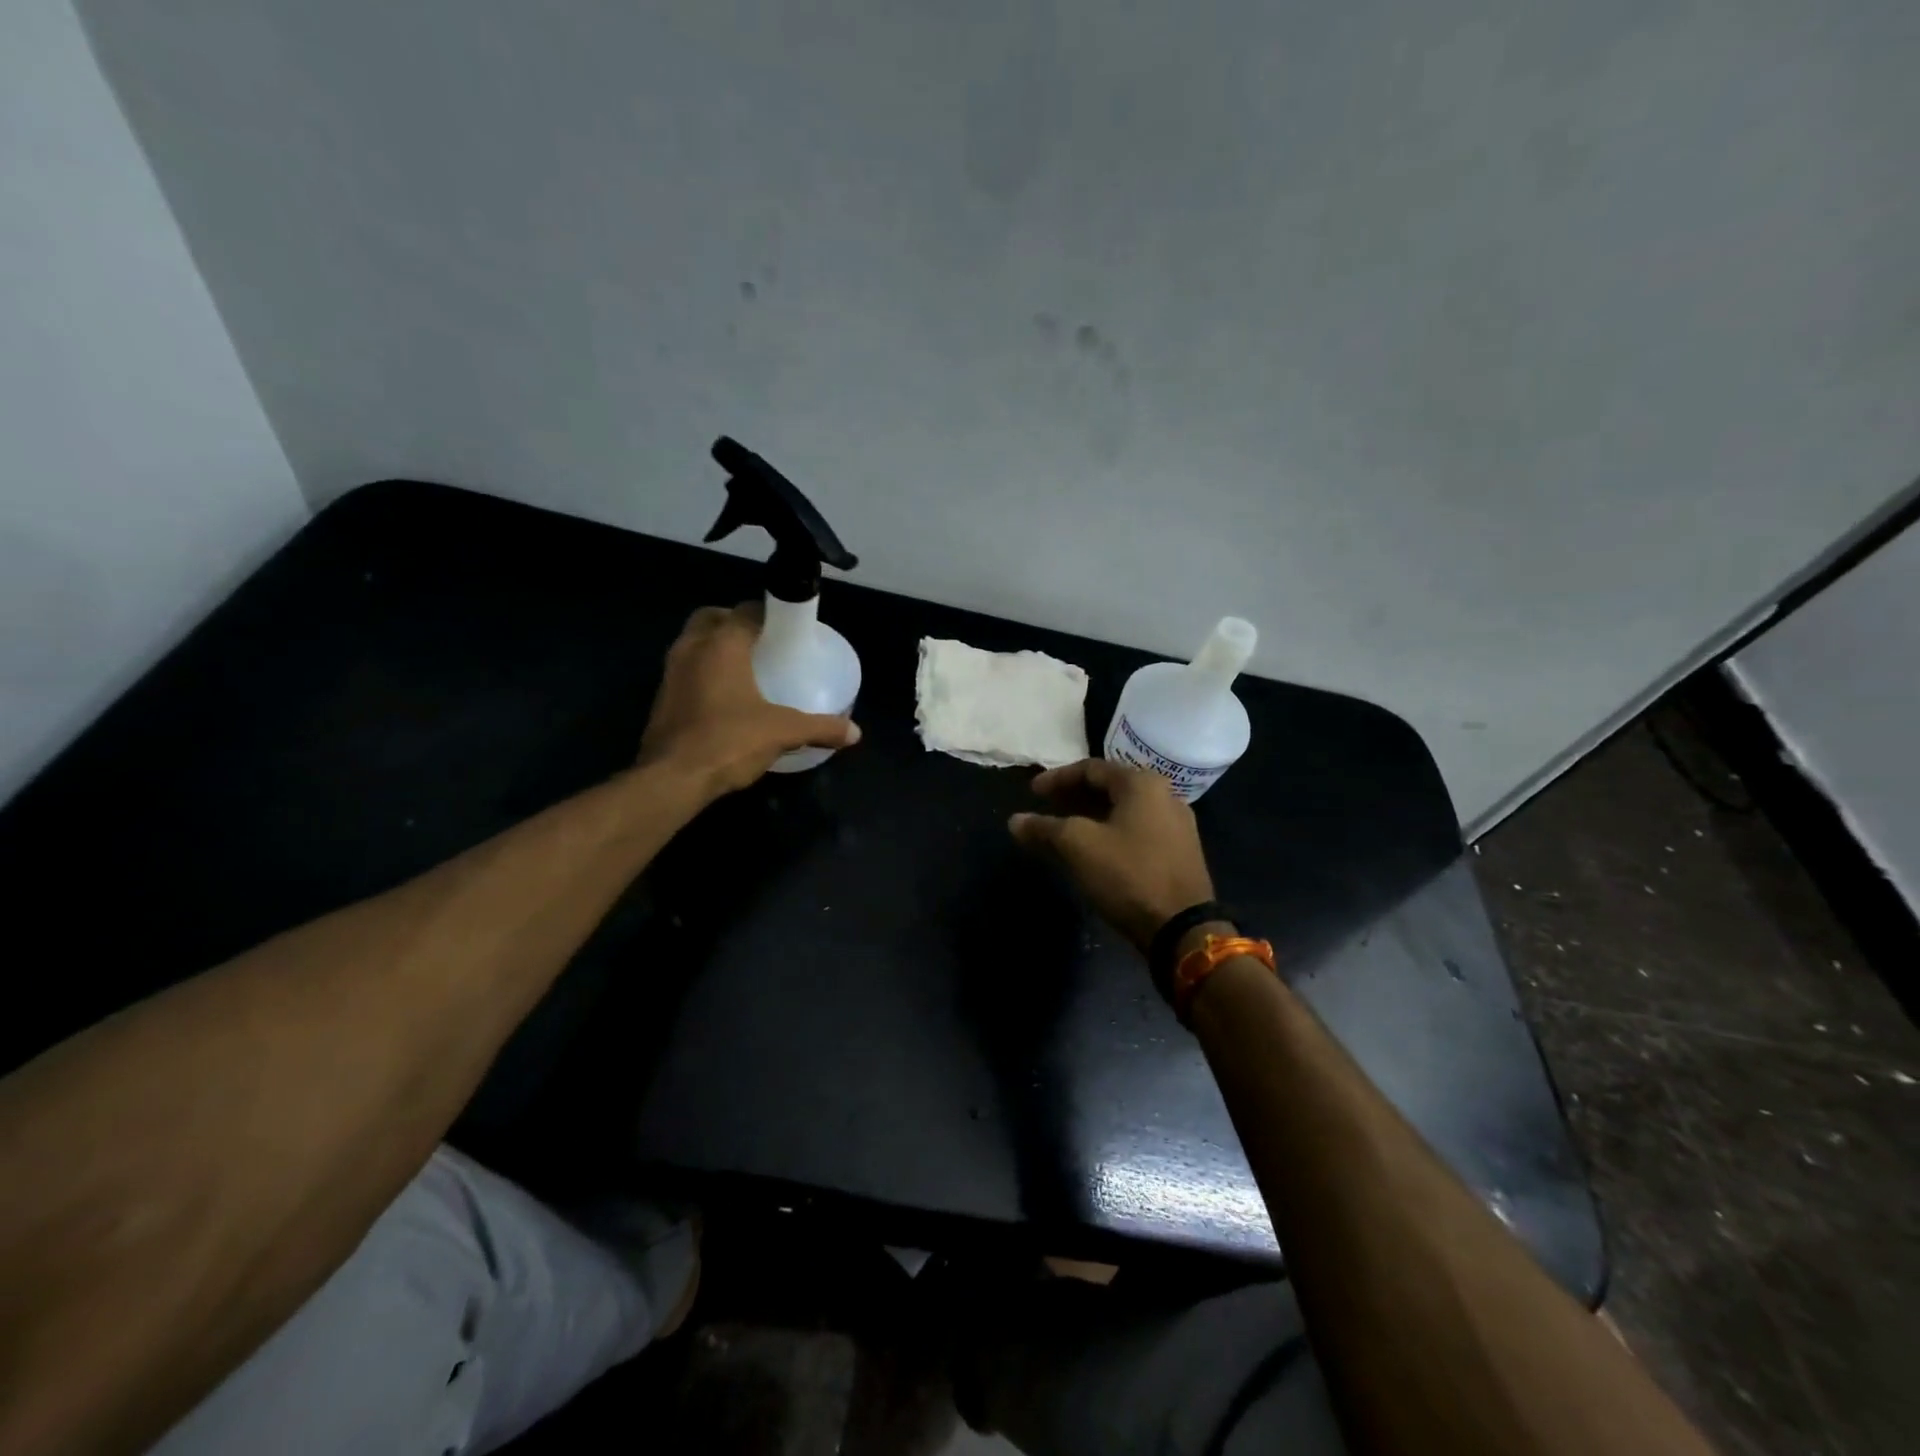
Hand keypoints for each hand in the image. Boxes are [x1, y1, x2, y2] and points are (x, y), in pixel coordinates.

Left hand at [639, 604, 859, 796]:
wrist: (671, 779)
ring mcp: (670, 674)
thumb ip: (820, 727)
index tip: (788, 628)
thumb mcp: (783, 732)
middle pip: (711, 619)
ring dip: (715, 648)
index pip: (745, 610)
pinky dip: (703, 674)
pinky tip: (725, 699)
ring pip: (693, 644)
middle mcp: (690, 649)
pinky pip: (685, 672)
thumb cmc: (729, 741)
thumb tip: (855, 732)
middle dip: (734, 623)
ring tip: (746, 669)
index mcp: (721, 644)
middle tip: (762, 643)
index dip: (768, 614)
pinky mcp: (661, 699)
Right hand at [1008, 758, 1214, 950]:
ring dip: (1091, 815)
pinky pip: (1137, 830)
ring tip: (1064, 829)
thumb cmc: (1127, 874)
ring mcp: (1177, 826)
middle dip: (1074, 796)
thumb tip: (1015, 821)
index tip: (1031, 792)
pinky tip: (1093, 849)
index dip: (1057, 778)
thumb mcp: (1077, 846)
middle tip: (1046, 807)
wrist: (1182, 928)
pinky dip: (1110, 832)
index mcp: (1142, 784)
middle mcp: (1165, 796)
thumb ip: (1044, 828)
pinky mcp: (1179, 853)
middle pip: (1110, 787)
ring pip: (1124, 810)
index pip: (1091, 768)